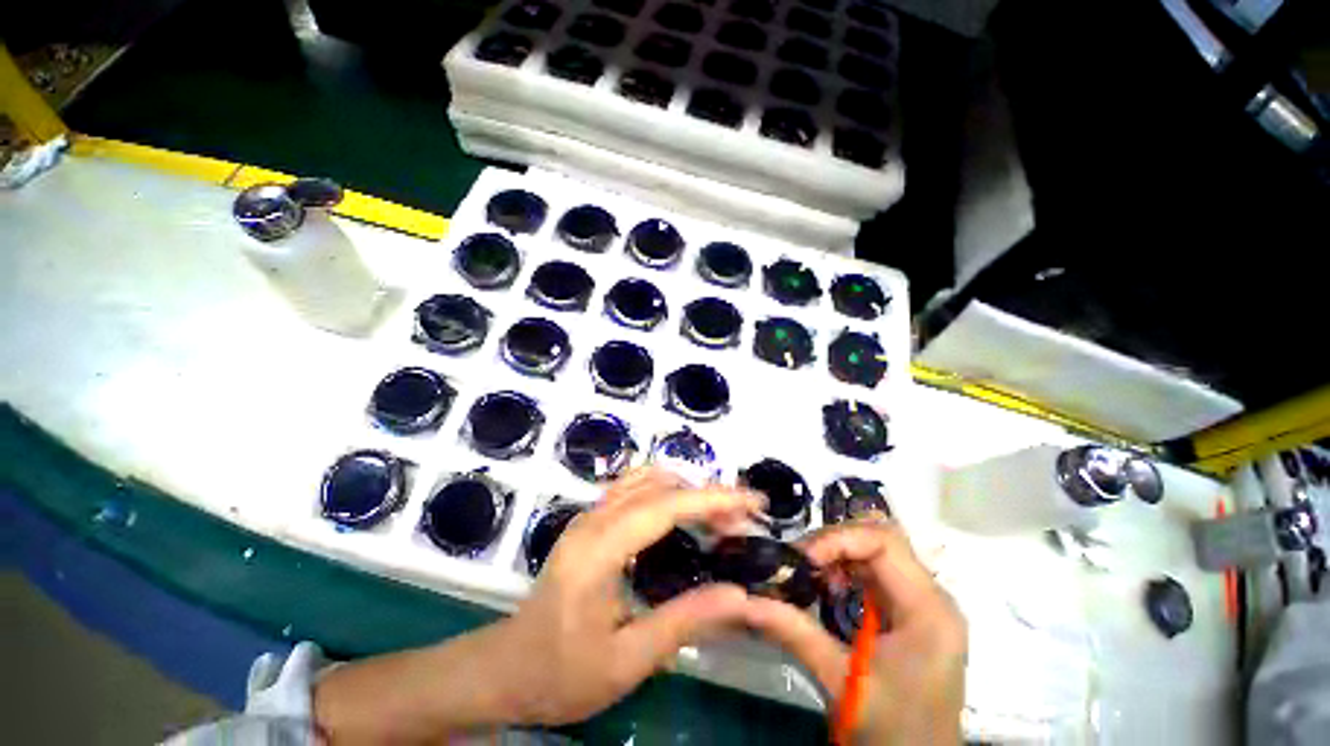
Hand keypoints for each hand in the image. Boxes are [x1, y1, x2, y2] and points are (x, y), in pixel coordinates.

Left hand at [494, 467, 762, 724]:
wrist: (504, 669)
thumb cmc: (560, 673)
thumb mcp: (626, 661)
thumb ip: (683, 622)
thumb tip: (739, 596)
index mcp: (599, 550)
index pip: (665, 506)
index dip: (712, 499)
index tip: (752, 501)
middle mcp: (594, 520)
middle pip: (659, 486)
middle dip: (707, 495)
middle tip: (743, 519)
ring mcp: (588, 516)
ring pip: (646, 480)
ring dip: (687, 490)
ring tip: (719, 517)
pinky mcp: (589, 522)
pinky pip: (633, 488)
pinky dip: (666, 491)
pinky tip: (682, 513)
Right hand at [745, 522, 966, 745]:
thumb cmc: (892, 731)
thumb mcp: (841, 682)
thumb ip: (795, 634)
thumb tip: (746, 601)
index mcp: (928, 610)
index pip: (884, 542)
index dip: (839, 539)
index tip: (804, 558)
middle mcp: (933, 598)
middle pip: (880, 541)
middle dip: (834, 543)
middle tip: (800, 561)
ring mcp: (924, 606)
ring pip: (876, 553)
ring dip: (838, 556)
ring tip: (810, 574)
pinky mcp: (910, 615)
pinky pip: (876, 574)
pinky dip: (846, 572)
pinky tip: (828, 589)